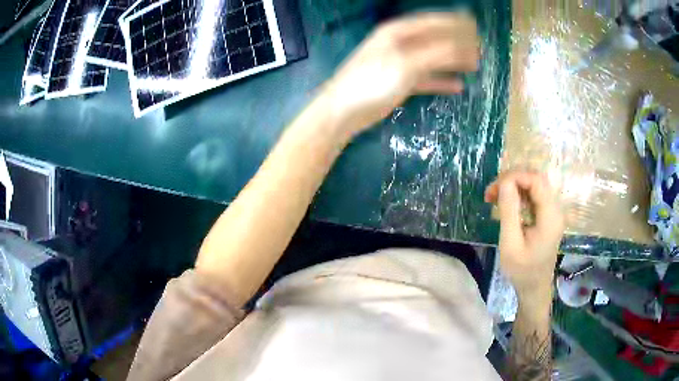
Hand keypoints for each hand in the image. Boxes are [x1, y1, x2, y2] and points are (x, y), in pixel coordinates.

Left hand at [323, 12, 479, 137]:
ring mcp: (399, 63)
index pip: (431, 21)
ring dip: (452, 61)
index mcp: (398, 32)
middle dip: (456, 43)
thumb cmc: (372, 81)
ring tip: (474, 65)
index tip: (474, 27)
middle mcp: (399, 44)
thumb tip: (464, 46)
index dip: (453, 23)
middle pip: (433, 39)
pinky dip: (441, 80)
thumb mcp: (406, 63)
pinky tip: (457, 86)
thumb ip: (436, 53)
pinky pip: (426, 77)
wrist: (344, 111)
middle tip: (479, 49)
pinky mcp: (399, 82)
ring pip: (432, 58)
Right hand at [484, 172, 563, 301]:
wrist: (534, 287)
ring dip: (514, 185)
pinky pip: (534, 195)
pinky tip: (506, 203)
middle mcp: (555, 208)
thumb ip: (509, 212)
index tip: (494, 189)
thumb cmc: (522, 270)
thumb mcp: (510, 244)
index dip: (515, 176)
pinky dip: (518, 194)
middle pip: (536, 178)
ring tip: (494, 197)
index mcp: (550, 216)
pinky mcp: (548, 214)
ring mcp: (553, 211)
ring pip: (534, 184)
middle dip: (512, 179)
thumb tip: (504, 183)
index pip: (536, 180)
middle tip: (491, 193)